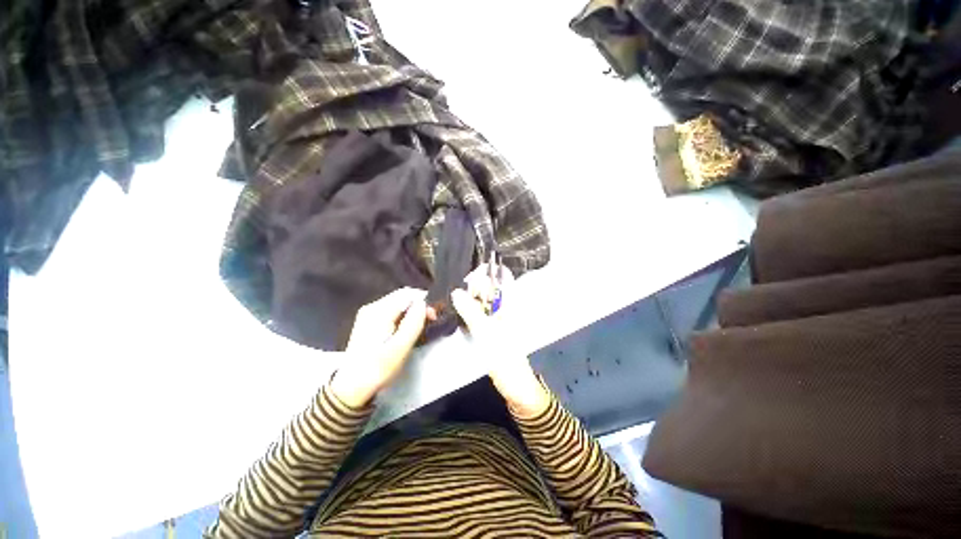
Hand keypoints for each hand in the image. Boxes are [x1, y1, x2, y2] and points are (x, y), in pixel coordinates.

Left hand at [331, 288, 436, 407]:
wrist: (351, 387)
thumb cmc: (378, 369)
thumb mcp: (400, 348)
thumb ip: (413, 323)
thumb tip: (423, 303)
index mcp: (379, 312)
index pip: (407, 294)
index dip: (424, 301)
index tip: (433, 316)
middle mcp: (372, 307)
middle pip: (402, 295)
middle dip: (419, 304)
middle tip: (430, 320)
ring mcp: (369, 313)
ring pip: (398, 302)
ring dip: (412, 310)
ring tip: (420, 325)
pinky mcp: (369, 320)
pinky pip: (392, 309)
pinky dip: (403, 315)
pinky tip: (406, 328)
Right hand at [451, 265, 549, 418]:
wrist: (514, 384)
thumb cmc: (504, 356)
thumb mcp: (486, 332)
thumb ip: (471, 311)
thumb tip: (456, 292)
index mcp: (510, 304)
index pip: (501, 277)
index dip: (486, 273)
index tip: (467, 278)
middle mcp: (504, 307)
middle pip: (489, 288)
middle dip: (473, 286)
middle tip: (456, 291)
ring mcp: (497, 317)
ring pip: (482, 300)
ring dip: (469, 298)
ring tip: (453, 298)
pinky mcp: (491, 328)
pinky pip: (479, 313)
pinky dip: (469, 309)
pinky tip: (458, 310)